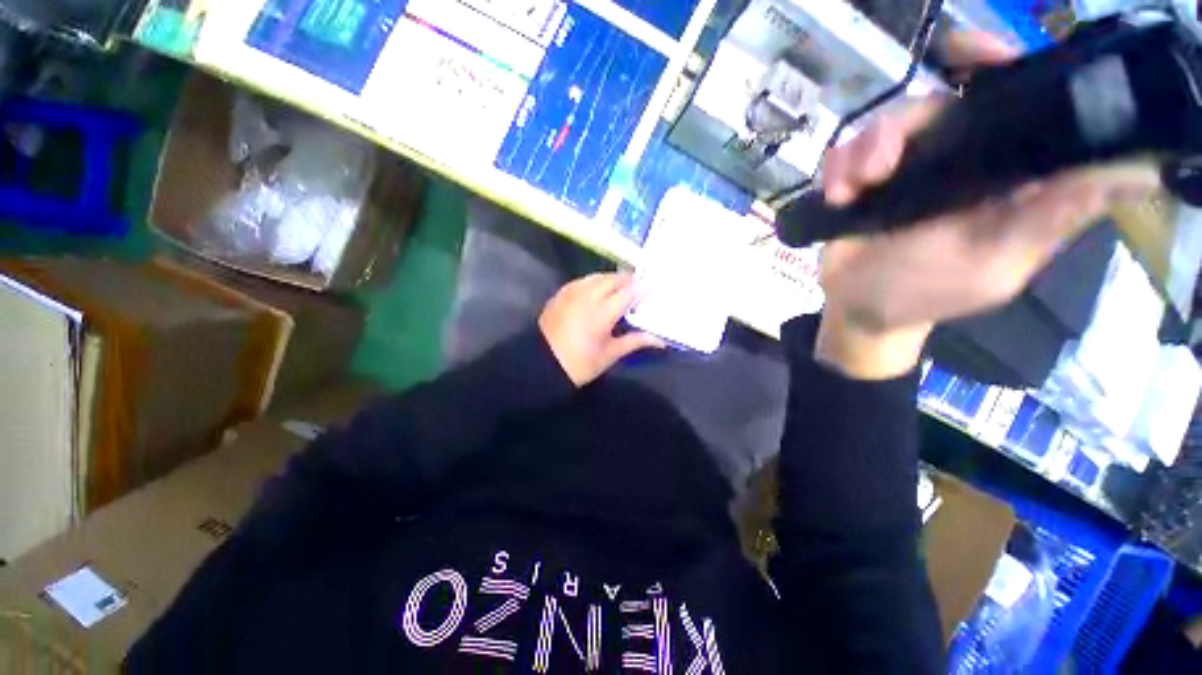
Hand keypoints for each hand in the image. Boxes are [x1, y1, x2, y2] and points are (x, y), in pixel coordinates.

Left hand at [539, 273, 665, 386]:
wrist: (540, 364)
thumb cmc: (579, 364)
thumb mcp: (609, 355)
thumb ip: (634, 341)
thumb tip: (659, 341)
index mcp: (602, 313)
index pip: (628, 292)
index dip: (642, 289)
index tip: (652, 290)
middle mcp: (587, 296)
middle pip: (612, 279)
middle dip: (627, 280)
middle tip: (638, 287)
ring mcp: (571, 293)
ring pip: (596, 276)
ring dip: (611, 278)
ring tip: (620, 286)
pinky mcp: (560, 295)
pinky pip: (581, 280)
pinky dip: (593, 281)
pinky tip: (597, 288)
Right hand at [814, 32, 1160, 379]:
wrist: (856, 308)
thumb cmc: (924, 294)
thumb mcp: (993, 266)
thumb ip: (1049, 221)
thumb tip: (1134, 172)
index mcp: (1006, 174)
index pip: (1016, 104)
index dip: (1000, 69)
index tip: (970, 58)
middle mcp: (960, 159)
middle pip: (940, 103)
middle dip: (905, 124)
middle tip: (879, 168)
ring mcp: (908, 167)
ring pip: (889, 123)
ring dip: (863, 152)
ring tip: (853, 189)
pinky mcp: (865, 180)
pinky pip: (848, 151)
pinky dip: (838, 168)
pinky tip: (838, 197)